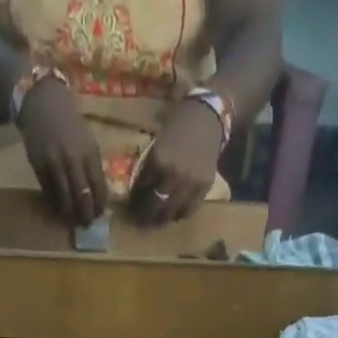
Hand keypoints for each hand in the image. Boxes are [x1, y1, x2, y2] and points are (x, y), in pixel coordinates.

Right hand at [17, 77, 107, 226]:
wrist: (42, 100)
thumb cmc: (69, 122)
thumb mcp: (87, 140)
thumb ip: (93, 166)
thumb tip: (99, 195)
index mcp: (89, 152)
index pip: (99, 188)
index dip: (100, 206)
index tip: (99, 215)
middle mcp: (73, 159)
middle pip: (82, 197)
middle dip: (86, 214)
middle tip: (86, 224)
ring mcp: (54, 163)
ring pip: (64, 198)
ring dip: (69, 214)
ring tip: (72, 221)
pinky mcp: (38, 165)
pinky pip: (48, 192)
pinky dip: (54, 203)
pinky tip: (58, 208)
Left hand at [128, 99, 225, 224]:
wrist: (208, 115)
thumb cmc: (179, 122)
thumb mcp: (158, 143)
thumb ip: (150, 166)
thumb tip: (139, 190)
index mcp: (158, 161)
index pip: (141, 190)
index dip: (134, 202)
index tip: (129, 209)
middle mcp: (174, 175)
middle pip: (155, 206)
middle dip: (145, 216)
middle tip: (140, 222)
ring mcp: (190, 183)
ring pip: (171, 212)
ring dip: (161, 219)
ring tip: (156, 222)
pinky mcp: (203, 188)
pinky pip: (189, 210)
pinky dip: (179, 214)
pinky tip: (174, 214)